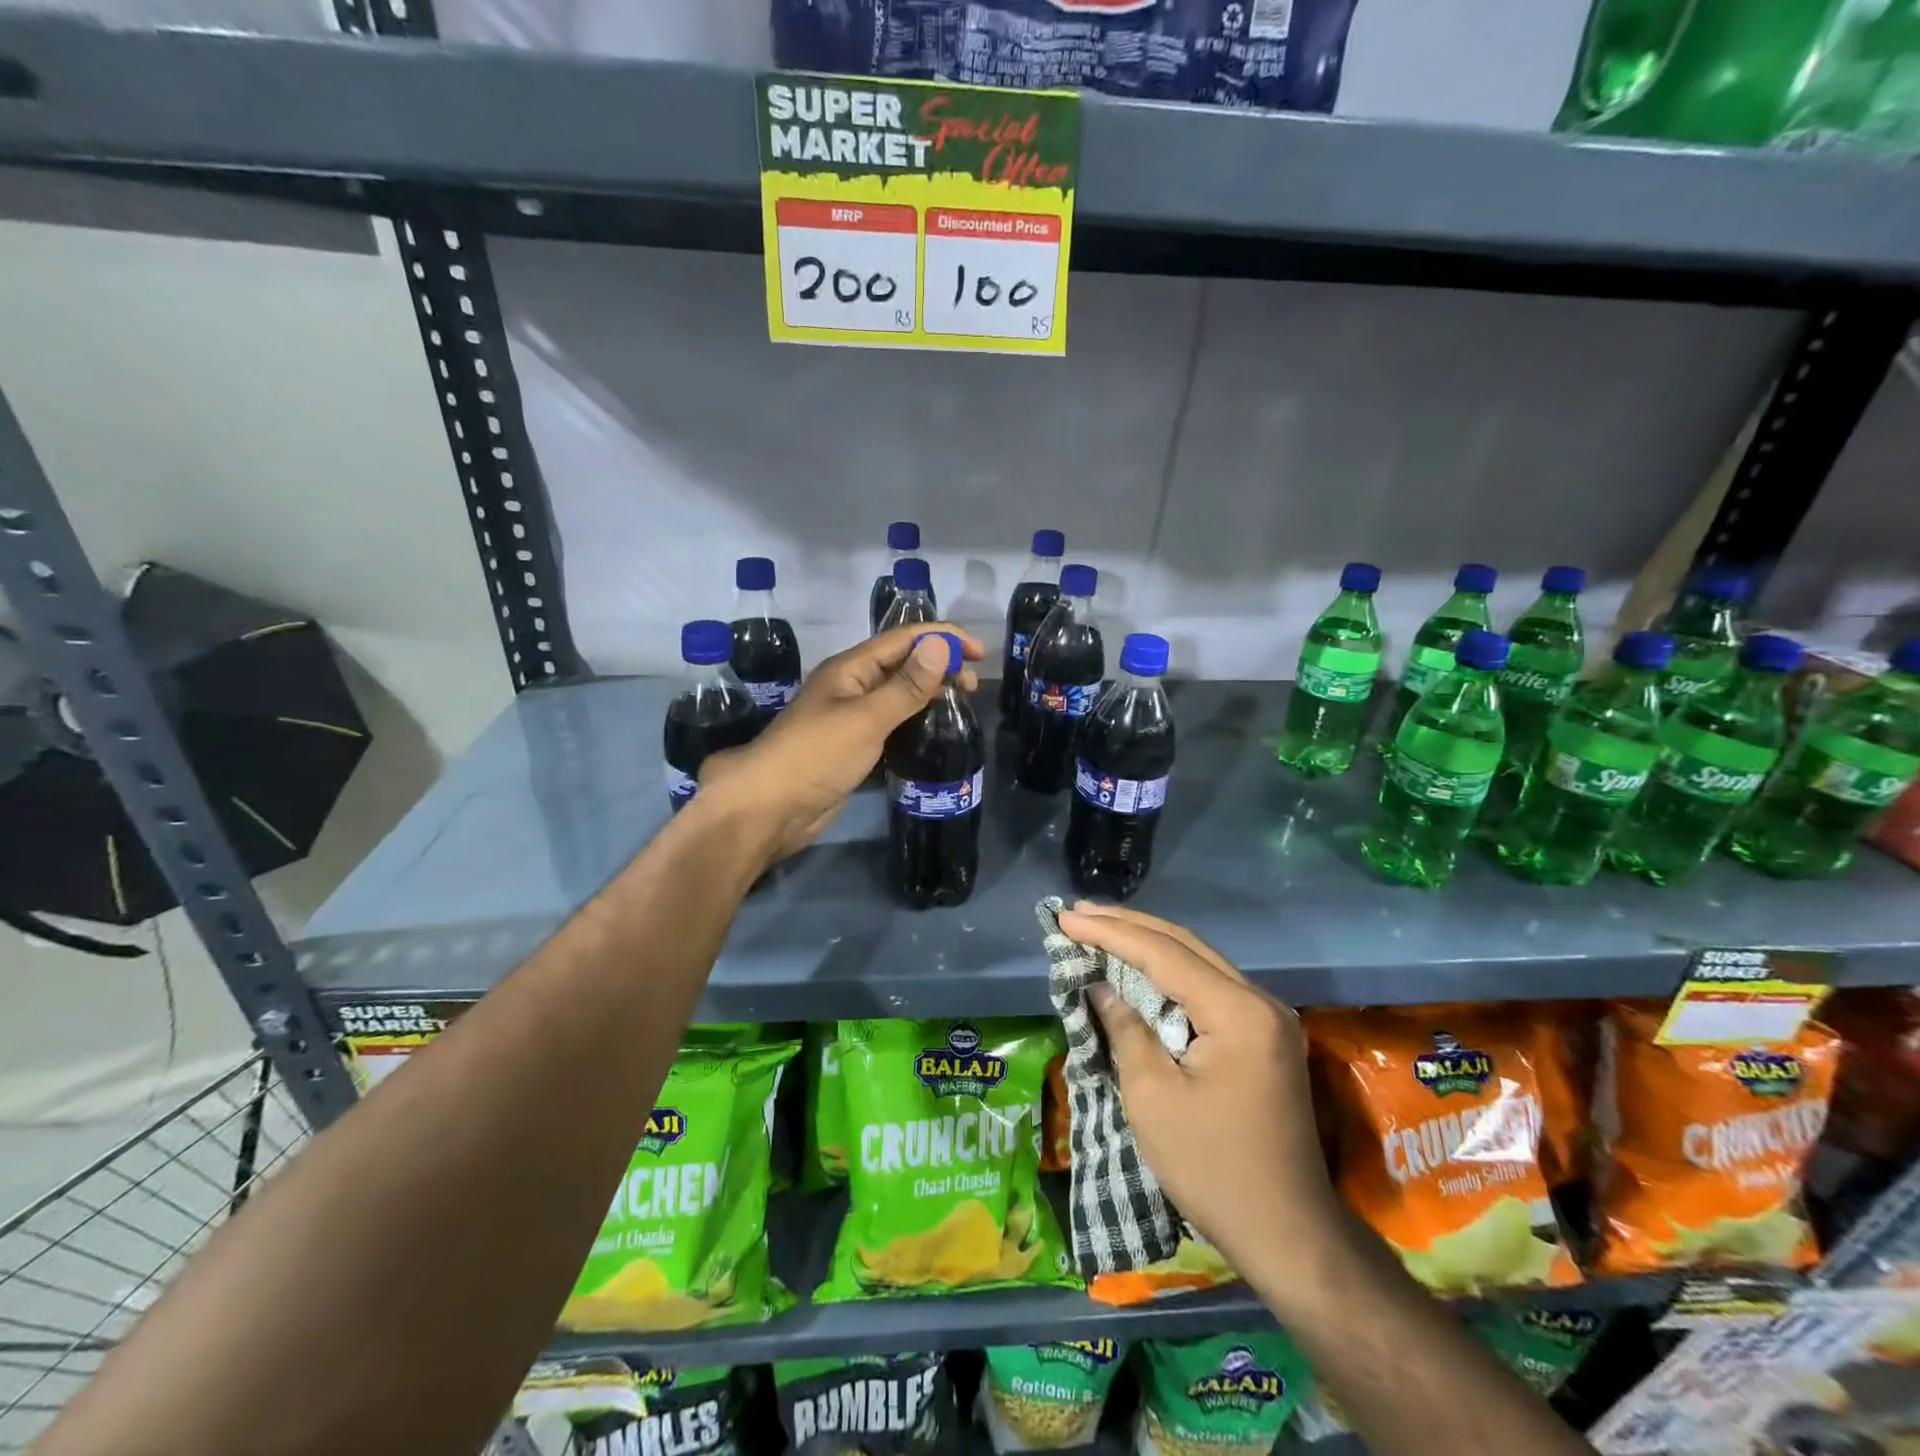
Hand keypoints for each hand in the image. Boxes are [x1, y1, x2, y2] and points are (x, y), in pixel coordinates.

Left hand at [699, 623, 984, 863]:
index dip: (943, 638)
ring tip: (961, 704)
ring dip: (930, 692)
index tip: (980, 654)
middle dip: (940, 665)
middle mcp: (852, 686)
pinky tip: (934, 732)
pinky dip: (915, 720)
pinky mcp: (853, 747)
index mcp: (851, 668)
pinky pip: (892, 723)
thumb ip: (906, 686)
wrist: (770, 809)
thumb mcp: (866, 718)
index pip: (904, 639)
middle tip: (973, 687)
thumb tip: (940, 645)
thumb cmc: (816, 756)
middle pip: (903, 664)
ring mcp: (851, 717)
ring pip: (898, 694)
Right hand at [1059, 902, 1345, 1289]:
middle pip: (1184, 945)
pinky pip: (1208, 987)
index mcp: (1237, 1012)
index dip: (1110, 934)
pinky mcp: (1262, 1037)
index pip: (1163, 955)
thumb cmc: (1213, 1169)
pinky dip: (1169, 972)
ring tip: (1100, 927)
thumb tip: (1101, 987)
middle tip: (1077, 912)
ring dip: (1148, 944)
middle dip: (1128, 926)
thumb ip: (1126, 1029)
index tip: (1065, 919)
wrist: (1288, 1234)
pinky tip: (1140, 966)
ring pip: (1198, 961)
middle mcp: (1259, 1001)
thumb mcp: (1153, 1098)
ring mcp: (1266, 1018)